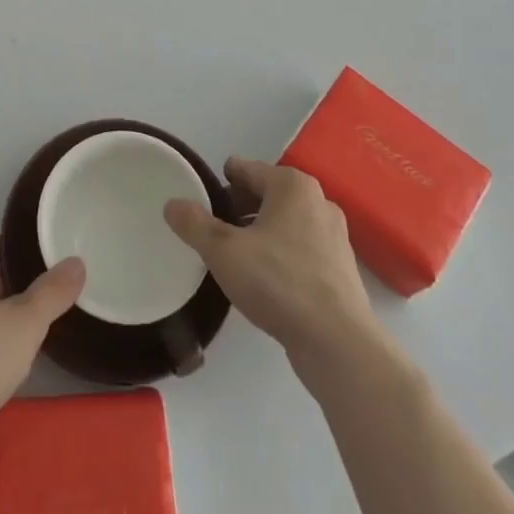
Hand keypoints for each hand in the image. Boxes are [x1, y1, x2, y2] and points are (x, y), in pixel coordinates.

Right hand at [164, 157, 380, 367]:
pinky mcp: (341, 270)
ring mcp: (334, 237)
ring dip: (261, 233)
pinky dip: (282, 256)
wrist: (338, 343)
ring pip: (286, 223)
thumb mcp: (223, 251)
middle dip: (240, 208)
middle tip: (214, 229)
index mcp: (291, 185)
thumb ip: (194, 224)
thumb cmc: (278, 282)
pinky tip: (265, 281)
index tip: (202, 199)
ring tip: (236, 256)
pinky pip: (301, 250)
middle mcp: (318, 201)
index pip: (246, 169)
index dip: (220, 182)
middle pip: (267, 195)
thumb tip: (171, 204)